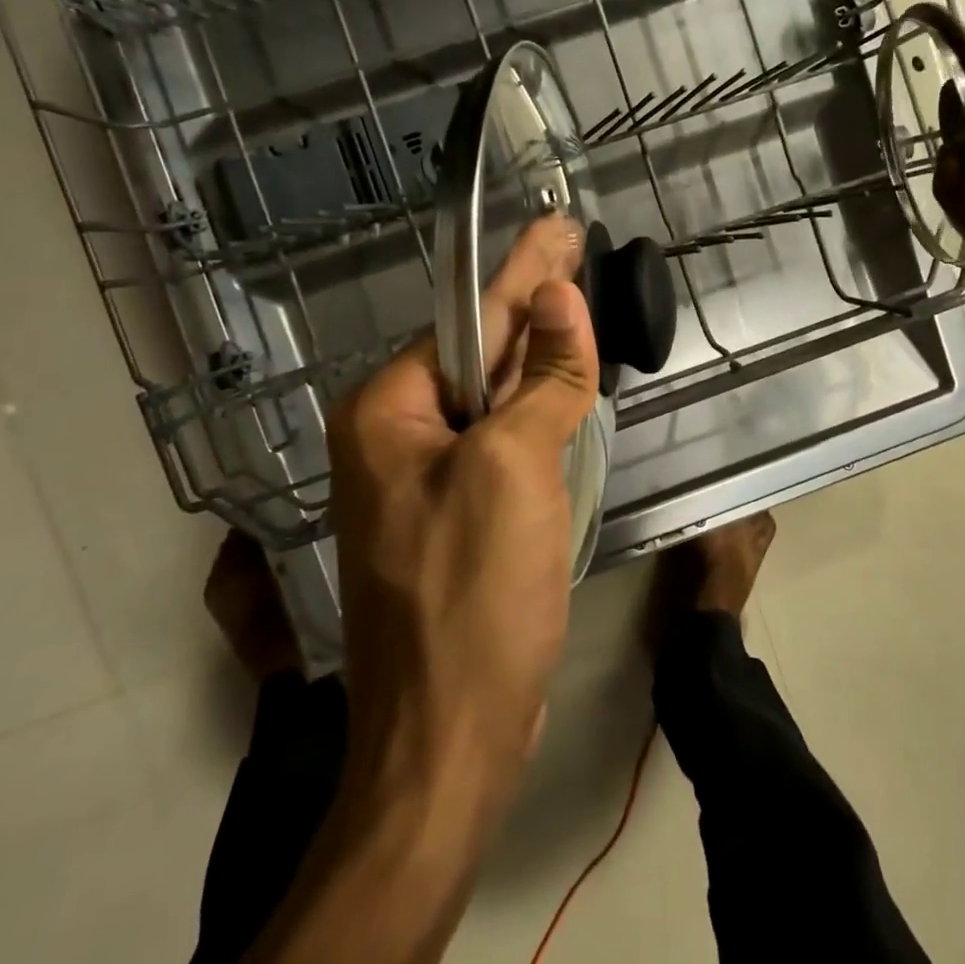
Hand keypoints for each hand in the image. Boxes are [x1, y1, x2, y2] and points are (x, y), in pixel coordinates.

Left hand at [326, 214, 599, 808]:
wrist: (449, 738)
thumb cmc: (473, 593)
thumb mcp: (514, 467)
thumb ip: (543, 380)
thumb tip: (562, 299)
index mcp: (387, 411)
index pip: (469, 321)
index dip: (524, 270)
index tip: (558, 225)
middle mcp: (396, 436)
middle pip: (479, 354)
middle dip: (532, 305)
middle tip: (575, 250)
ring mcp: (426, 478)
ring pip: (492, 398)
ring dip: (537, 356)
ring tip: (577, 304)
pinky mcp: (457, 514)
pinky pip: (500, 440)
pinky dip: (535, 410)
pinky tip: (563, 383)